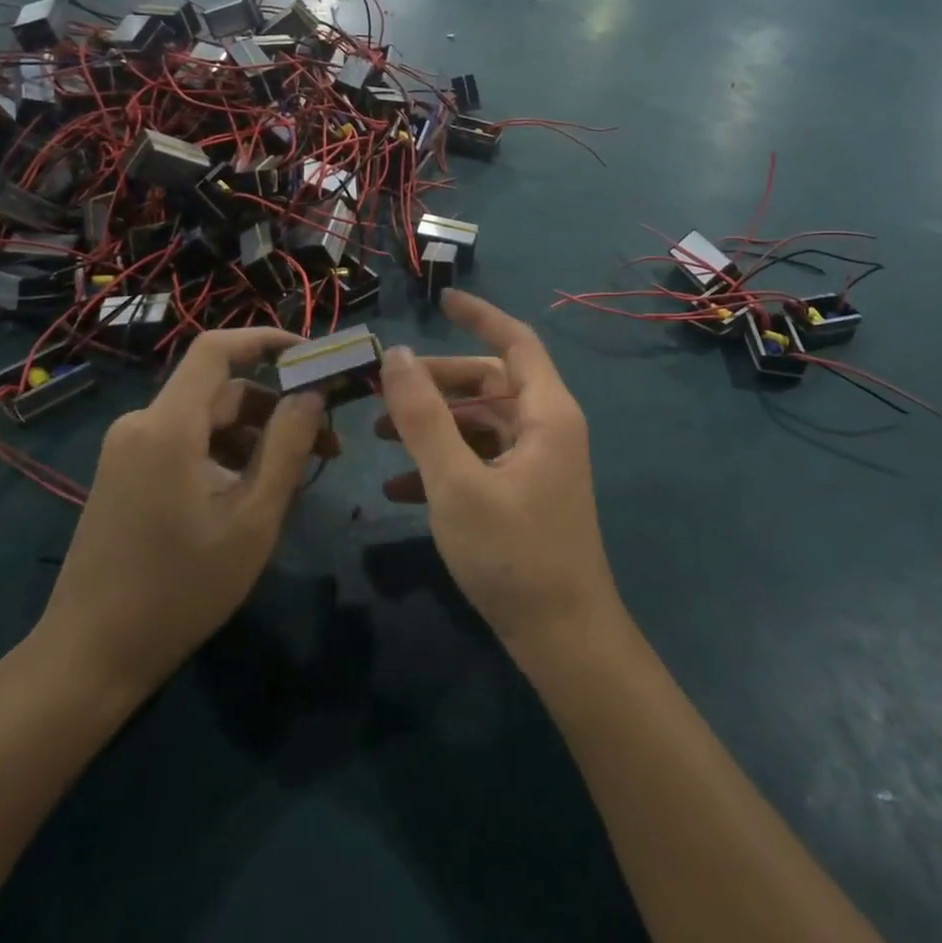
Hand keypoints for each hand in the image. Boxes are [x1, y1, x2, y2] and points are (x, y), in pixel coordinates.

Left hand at [32, 330, 334, 699]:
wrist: (89, 657)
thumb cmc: (179, 589)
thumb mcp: (252, 519)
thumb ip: (287, 447)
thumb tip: (312, 394)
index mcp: (168, 426)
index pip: (217, 349)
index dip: (266, 340)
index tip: (312, 357)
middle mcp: (142, 424)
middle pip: (220, 391)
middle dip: (276, 408)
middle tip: (326, 443)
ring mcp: (128, 449)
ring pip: (206, 421)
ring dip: (254, 437)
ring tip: (296, 478)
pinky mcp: (125, 473)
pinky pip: (185, 443)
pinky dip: (224, 454)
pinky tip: (252, 493)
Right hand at [375, 291, 623, 664]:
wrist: (563, 641)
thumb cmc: (514, 556)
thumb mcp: (457, 483)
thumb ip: (424, 417)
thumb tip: (397, 354)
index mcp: (545, 412)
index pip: (515, 340)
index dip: (480, 315)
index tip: (440, 300)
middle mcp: (546, 427)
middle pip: (488, 382)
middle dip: (435, 383)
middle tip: (382, 390)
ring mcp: (536, 462)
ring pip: (479, 422)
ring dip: (432, 424)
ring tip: (378, 435)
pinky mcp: (524, 493)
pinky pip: (479, 459)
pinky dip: (443, 462)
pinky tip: (398, 486)